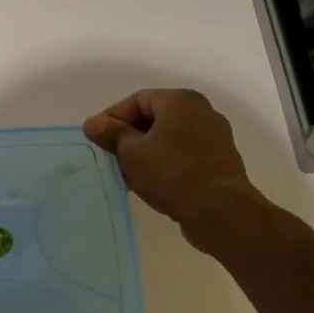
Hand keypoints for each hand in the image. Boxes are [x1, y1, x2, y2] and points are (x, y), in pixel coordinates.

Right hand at [83, 89, 268, 258]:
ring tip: (126, 176)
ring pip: (168, 139)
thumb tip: (92, 123)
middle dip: (128, 137)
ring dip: (144, 153)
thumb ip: (111, 134)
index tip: (96, 139)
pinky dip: (164, 164)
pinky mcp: (220, 162)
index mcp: (181, 101)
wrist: (221, 212)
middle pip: (154, 118)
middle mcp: (202, 112)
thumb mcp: (131, 152)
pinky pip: (184, 155)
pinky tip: (149, 184)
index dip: (112, 117)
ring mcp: (214, 138)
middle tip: (109, 158)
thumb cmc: (172, 173)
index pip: (137, 100)